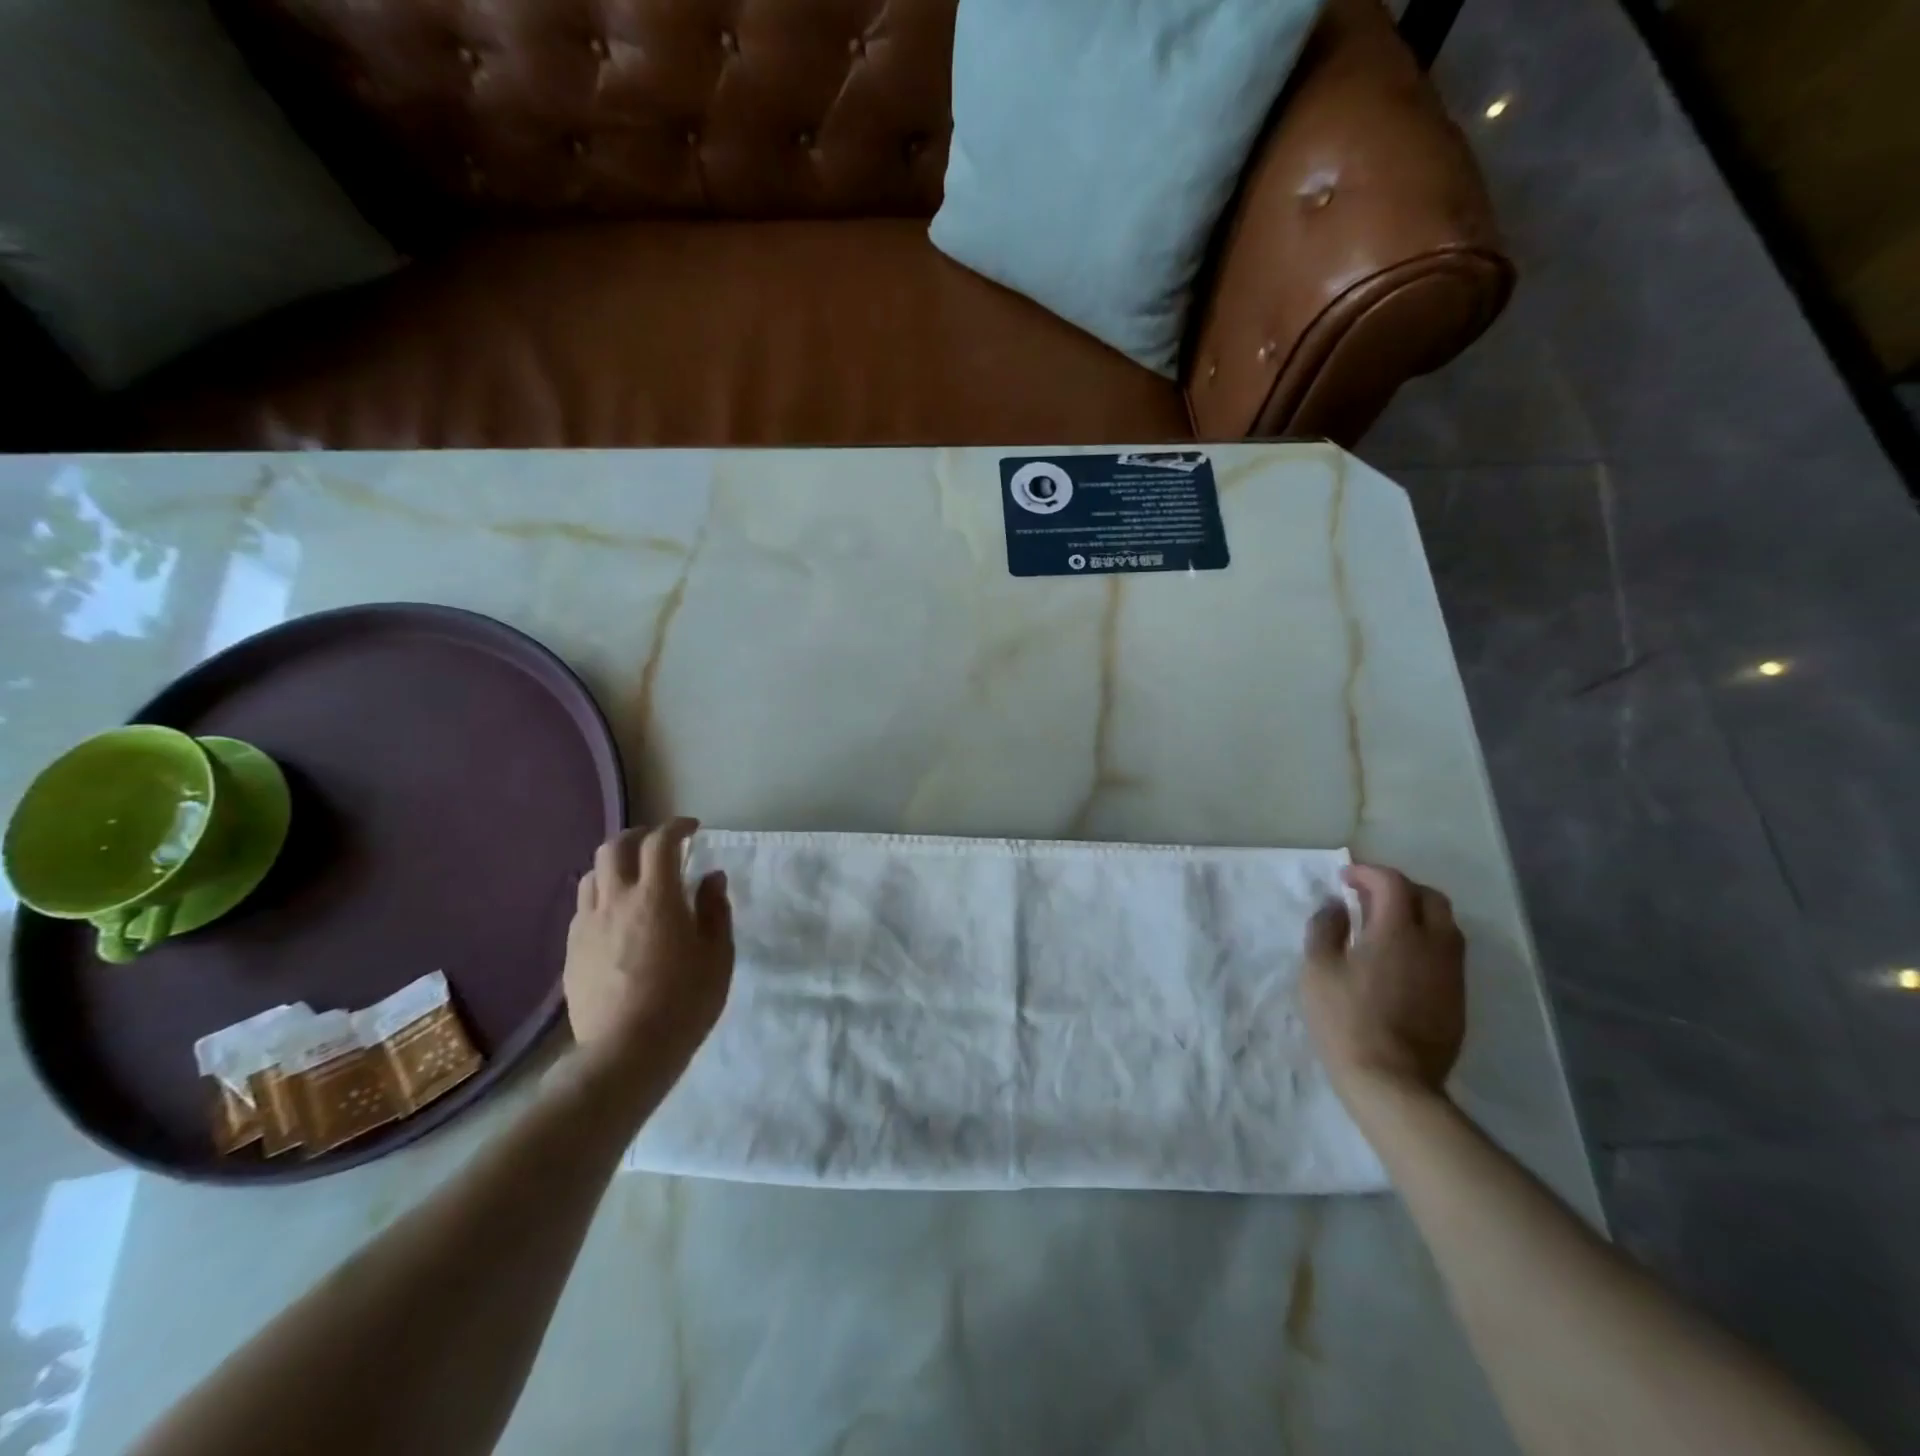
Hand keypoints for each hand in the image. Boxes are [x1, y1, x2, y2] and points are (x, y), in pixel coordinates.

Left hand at [562, 819, 733, 1093]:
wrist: (626, 1052)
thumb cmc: (684, 1002)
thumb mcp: (718, 955)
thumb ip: (714, 910)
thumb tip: (711, 877)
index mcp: (656, 897)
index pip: (660, 842)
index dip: (676, 827)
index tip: (692, 829)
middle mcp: (616, 901)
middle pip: (615, 847)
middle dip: (638, 836)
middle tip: (659, 845)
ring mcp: (588, 925)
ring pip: (592, 874)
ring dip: (615, 865)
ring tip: (634, 878)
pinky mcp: (572, 950)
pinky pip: (583, 907)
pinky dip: (601, 897)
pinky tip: (615, 917)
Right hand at [1301, 864, 1465, 1105]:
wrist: (1392, 1082)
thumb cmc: (1345, 1019)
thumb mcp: (1318, 969)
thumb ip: (1325, 928)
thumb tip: (1337, 906)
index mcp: (1397, 931)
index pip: (1392, 882)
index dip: (1367, 873)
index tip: (1345, 880)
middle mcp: (1433, 944)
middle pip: (1429, 898)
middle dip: (1399, 888)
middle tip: (1368, 897)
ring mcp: (1451, 973)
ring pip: (1446, 926)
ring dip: (1417, 915)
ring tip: (1386, 927)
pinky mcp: (1458, 999)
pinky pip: (1447, 955)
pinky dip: (1426, 942)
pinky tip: (1401, 960)